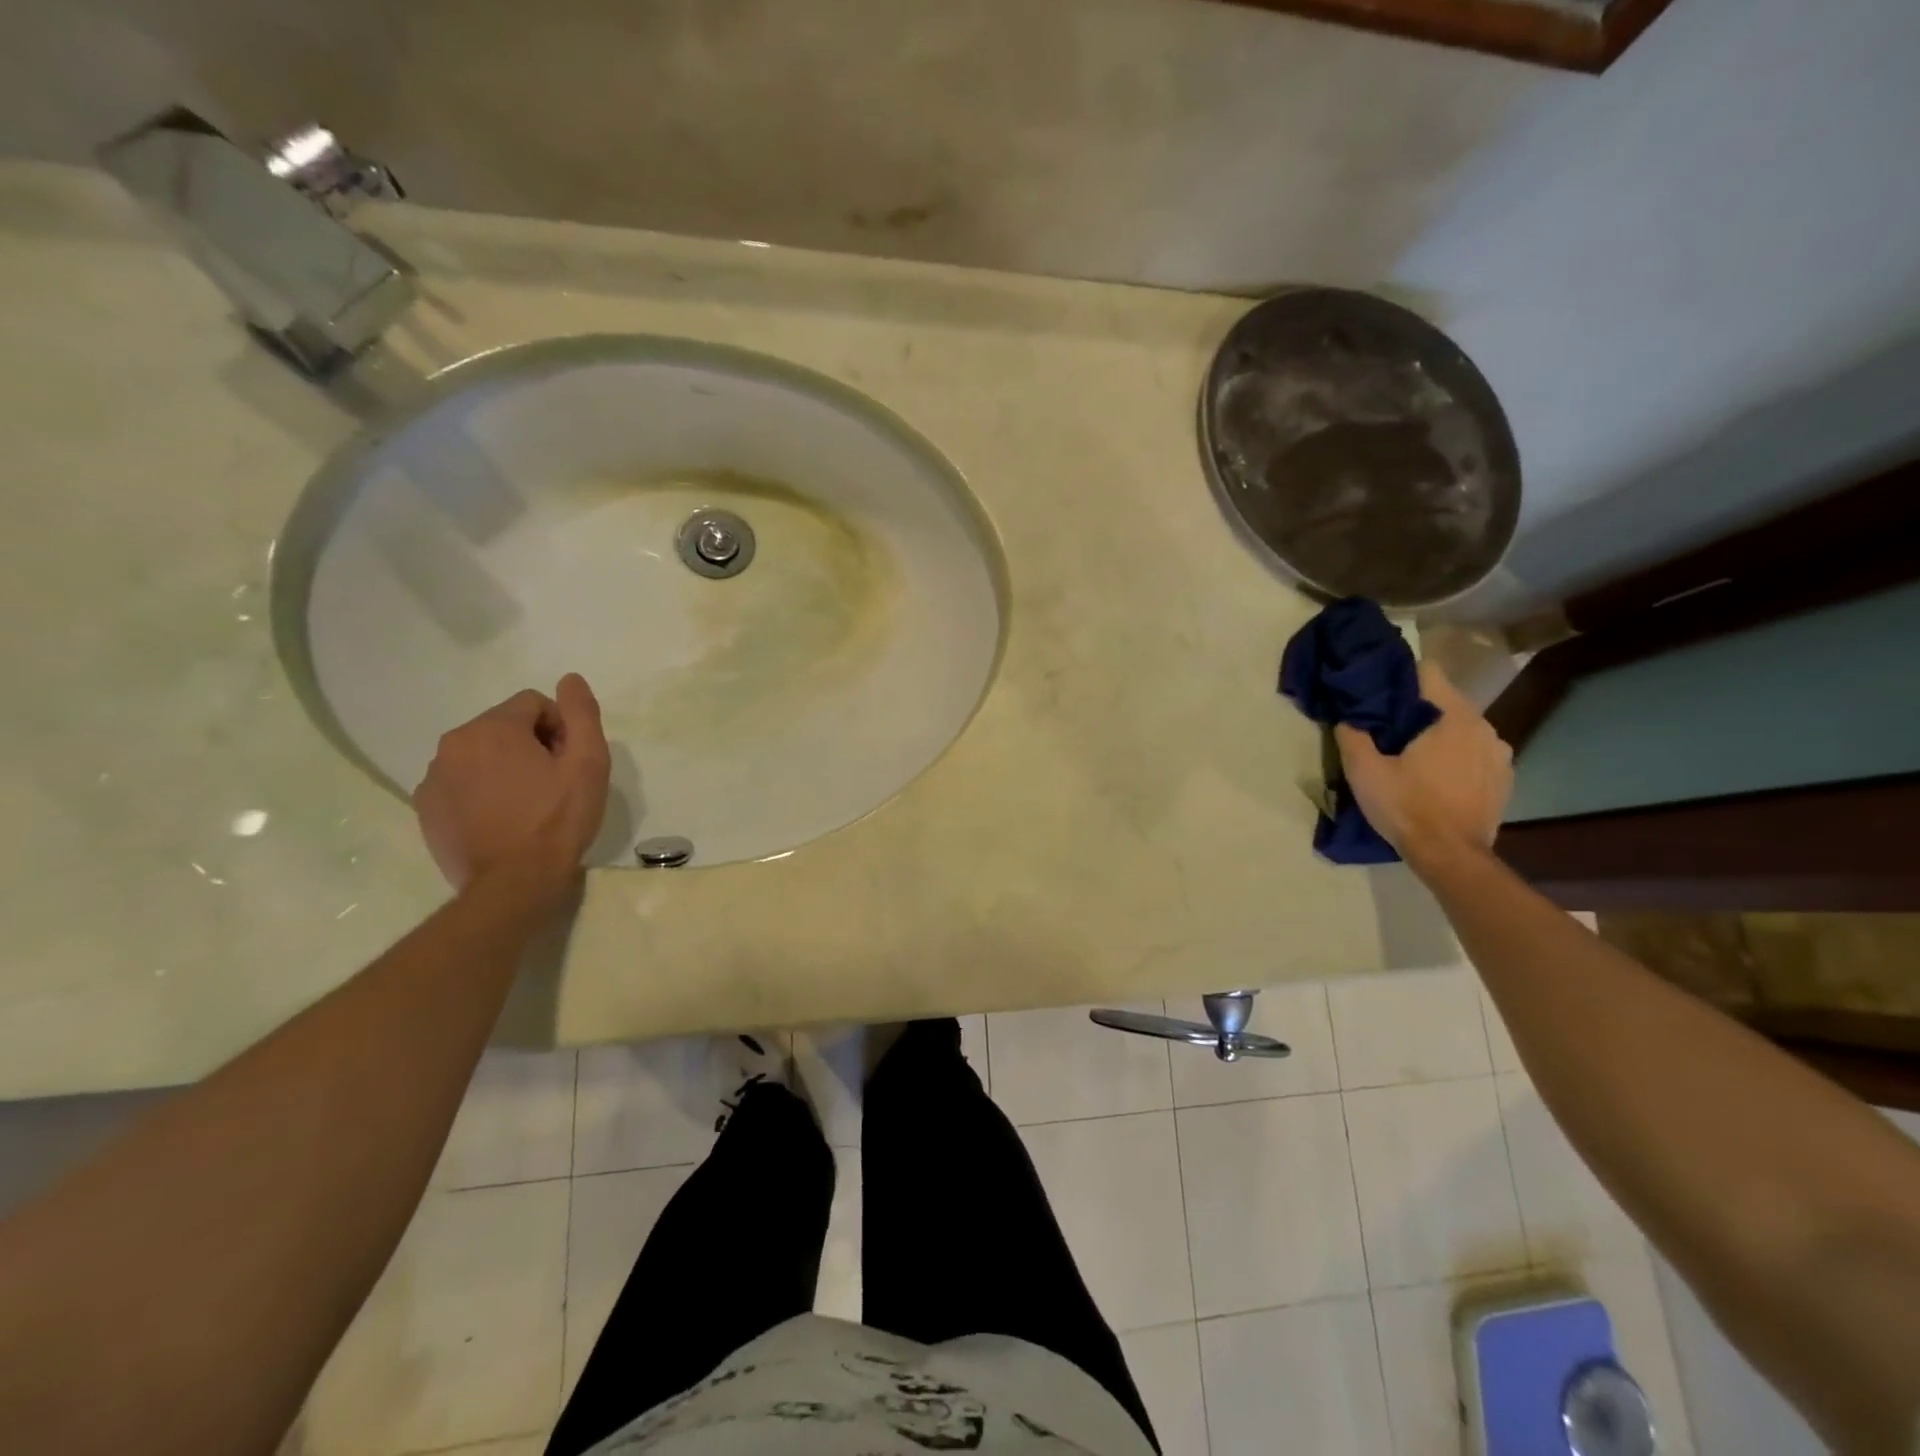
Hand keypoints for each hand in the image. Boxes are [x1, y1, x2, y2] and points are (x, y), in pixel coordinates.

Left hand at [413, 674, 612, 906]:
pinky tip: (502, 819)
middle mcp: (453, 744)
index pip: (533, 703)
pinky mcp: (426, 808)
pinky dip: (481, 791)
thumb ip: (581, 713)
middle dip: (531, 745)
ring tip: (528, 804)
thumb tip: (570, 679)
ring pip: (480, 754)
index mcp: (492, 728)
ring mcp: (433, 778)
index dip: (561, 728)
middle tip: (553, 784)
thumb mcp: (588, 763)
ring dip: (505, 767)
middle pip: (504, 726)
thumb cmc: (557, 820)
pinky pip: (460, 783)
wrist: (513, 884)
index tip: (570, 763)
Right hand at [1335, 661, 1512, 870]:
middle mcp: (1484, 727)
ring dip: (1440, 736)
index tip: (1379, 692)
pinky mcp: (1504, 778)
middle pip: (1445, 702)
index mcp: (1453, 717)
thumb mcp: (1364, 771)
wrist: (1451, 857)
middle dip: (1418, 710)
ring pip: (1462, 729)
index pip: (1428, 672)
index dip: (1400, 677)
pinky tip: (1438, 779)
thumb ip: (1353, 735)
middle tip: (1389, 729)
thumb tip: (1348, 716)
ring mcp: (1500, 754)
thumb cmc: (1407, 808)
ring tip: (1415, 757)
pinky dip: (1457, 758)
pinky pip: (1475, 754)